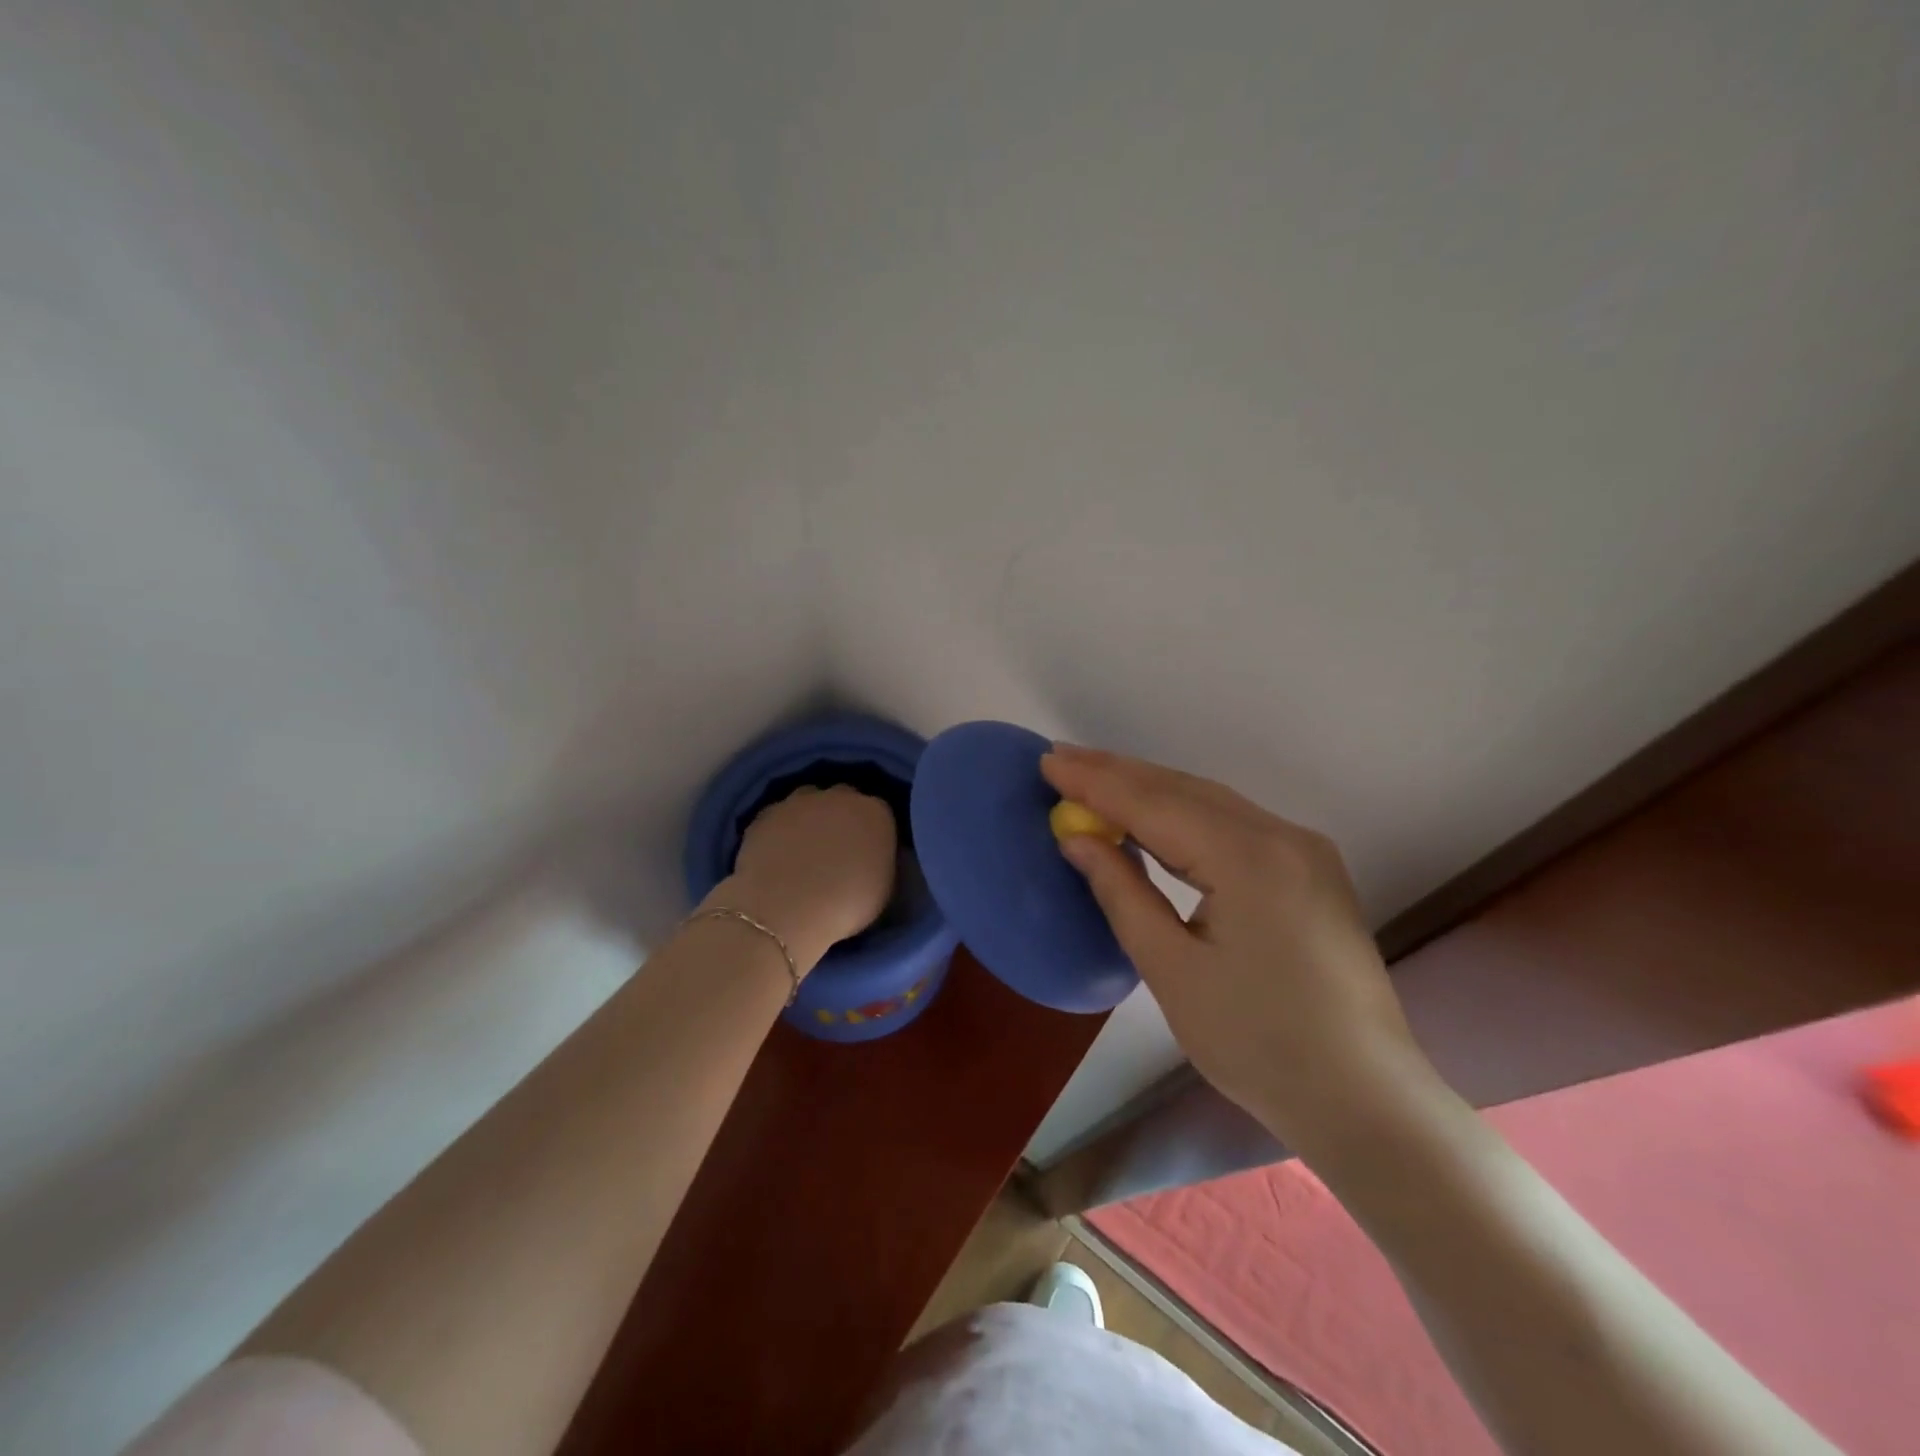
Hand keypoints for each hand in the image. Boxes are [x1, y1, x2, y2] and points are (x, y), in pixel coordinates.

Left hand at [719, 785, 897, 972]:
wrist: (784, 910)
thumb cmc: (845, 906)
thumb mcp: (883, 889)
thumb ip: (880, 862)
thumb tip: (871, 859)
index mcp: (876, 813)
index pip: (881, 813)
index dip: (873, 834)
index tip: (867, 855)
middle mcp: (839, 797)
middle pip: (844, 799)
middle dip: (842, 818)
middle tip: (836, 851)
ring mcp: (799, 802)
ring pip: (809, 801)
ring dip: (809, 818)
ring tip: (803, 852)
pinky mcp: (766, 813)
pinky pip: (779, 817)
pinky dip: (780, 831)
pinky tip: (777, 856)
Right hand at [1041, 744, 1431, 1151]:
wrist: (1364, 1099)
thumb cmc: (1256, 1044)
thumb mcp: (1172, 970)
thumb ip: (1121, 893)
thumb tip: (1077, 839)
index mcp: (1248, 859)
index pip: (1154, 804)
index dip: (1096, 782)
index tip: (1047, 763)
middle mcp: (1282, 836)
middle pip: (1184, 790)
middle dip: (1119, 772)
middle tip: (1061, 759)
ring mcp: (1304, 850)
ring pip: (1211, 802)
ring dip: (1150, 789)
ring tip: (1095, 777)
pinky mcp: (1311, 869)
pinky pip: (1235, 823)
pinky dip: (1185, 813)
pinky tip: (1154, 816)